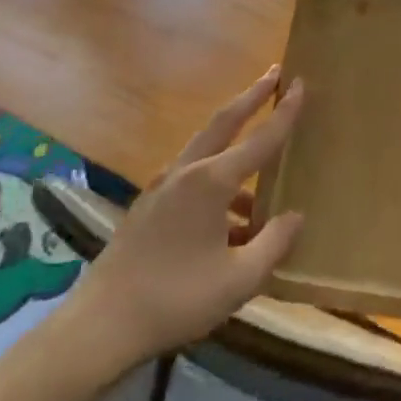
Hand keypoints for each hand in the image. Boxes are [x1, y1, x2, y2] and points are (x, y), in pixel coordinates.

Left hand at [50, 70, 305, 388]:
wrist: (100, 327)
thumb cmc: (175, 299)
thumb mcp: (239, 280)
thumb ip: (274, 243)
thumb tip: (295, 216)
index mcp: (211, 182)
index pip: (260, 139)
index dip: (284, 113)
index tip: (300, 83)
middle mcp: (185, 173)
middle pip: (224, 122)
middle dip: (251, 97)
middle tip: (274, 73)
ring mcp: (162, 188)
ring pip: (207, 152)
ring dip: (236, 149)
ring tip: (264, 173)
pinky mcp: (148, 208)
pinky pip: (192, 181)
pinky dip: (218, 185)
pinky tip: (233, 223)